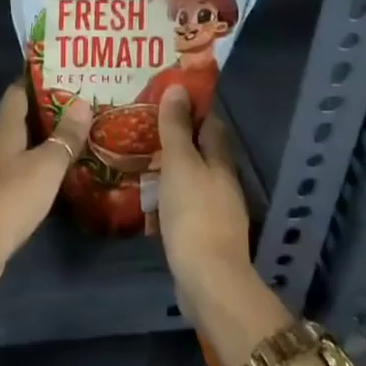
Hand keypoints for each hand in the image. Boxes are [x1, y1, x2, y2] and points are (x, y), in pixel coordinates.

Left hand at [0, 81, 92, 292]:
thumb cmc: (10, 196)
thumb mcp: (46, 165)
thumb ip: (65, 137)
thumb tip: (82, 103)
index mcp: (4, 127)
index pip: (18, 91)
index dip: (39, 81)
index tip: (67, 75)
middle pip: (22, 118)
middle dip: (50, 111)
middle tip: (84, 107)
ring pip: (23, 146)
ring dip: (46, 141)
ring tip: (79, 137)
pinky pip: (21, 171)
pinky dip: (40, 168)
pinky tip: (61, 175)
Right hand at [152, 85, 251, 319]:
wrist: (207, 278)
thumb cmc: (193, 212)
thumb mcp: (180, 163)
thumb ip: (177, 127)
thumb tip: (178, 87)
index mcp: (220, 161)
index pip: (210, 123)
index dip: (192, 108)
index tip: (166, 97)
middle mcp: (223, 182)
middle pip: (202, 151)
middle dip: (179, 137)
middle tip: (145, 126)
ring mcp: (216, 210)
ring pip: (193, 177)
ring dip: (173, 167)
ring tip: (142, 157)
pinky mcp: (204, 234)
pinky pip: (185, 203)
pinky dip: (170, 194)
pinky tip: (150, 196)